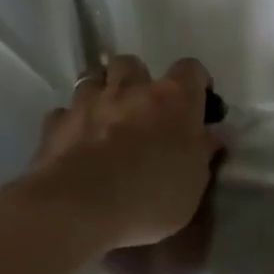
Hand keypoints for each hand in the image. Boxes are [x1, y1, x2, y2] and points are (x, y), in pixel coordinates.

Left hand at [18, 55, 220, 251]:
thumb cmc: (151, 194)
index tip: (199, 102)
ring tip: (107, 117)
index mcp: (174, 99)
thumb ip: (205, 150)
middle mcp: (131, 90)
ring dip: (101, 92)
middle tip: (143, 107)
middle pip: (132, 63)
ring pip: (93, 78)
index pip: (191, 69)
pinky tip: (76, 141)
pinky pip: (63, 112)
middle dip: (137, 79)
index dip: (196, 82)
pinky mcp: (54, 125)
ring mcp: (88, 103)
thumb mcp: (195, 181)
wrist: (77, 210)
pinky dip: (71, 121)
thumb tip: (218, 131)